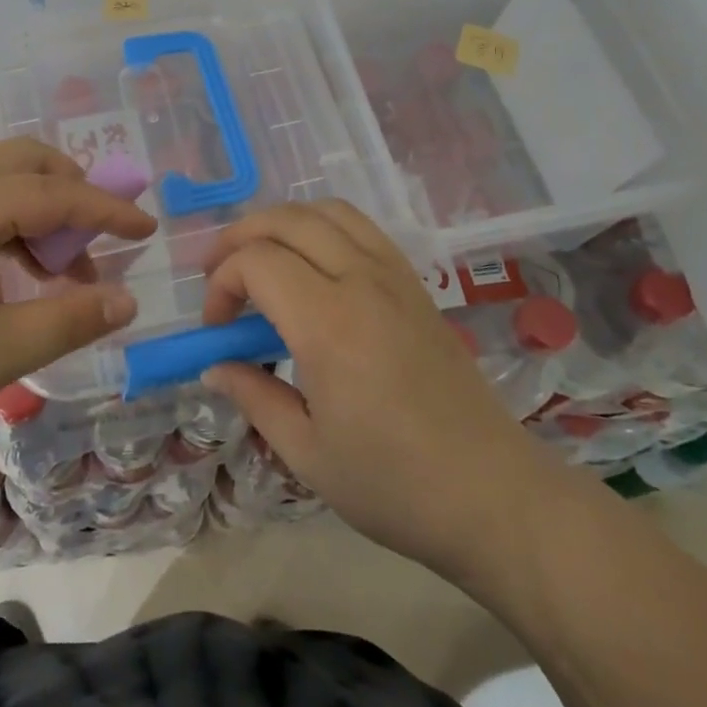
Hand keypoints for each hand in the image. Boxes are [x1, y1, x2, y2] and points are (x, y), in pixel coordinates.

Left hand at [0, 139, 155, 467]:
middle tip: (101, 238)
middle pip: (27, 162)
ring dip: (44, 210)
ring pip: (1, 182)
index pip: (58, 194)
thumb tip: (127, 299)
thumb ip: (70, 320)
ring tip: (64, 271)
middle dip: (74, 190)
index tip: (150, 229)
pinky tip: (19, 278)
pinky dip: (13, 227)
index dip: (109, 212)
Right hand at [199, 201, 563, 579]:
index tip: (215, 330)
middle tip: (217, 275)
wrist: (492, 494)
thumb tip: (213, 367)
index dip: (221, 285)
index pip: (256, 263)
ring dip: (281, 222)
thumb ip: (254, 397)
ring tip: (260, 257)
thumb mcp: (307, 453)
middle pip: (286, 220)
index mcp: (329, 323)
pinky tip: (312, 265)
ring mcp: (394, 276)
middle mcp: (361, 281)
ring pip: (326, 211)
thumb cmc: (394, 484)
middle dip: (239, 237)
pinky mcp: (415, 284)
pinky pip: (361, 228)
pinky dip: (322, 227)